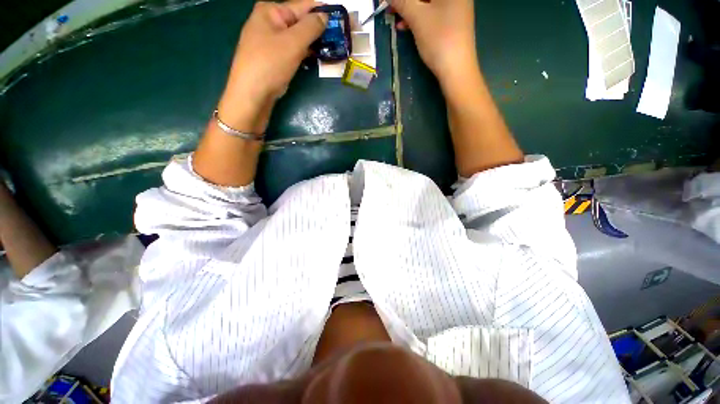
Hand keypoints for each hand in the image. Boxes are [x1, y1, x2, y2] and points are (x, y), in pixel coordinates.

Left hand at [218, 0, 326, 129]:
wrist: (252, 93)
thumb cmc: (270, 64)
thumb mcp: (293, 42)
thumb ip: (311, 27)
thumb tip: (325, 16)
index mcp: (271, 11)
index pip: (302, 5)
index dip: (322, 12)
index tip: (340, 20)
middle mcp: (270, 22)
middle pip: (300, 21)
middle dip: (318, 30)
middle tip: (338, 39)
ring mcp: (271, 41)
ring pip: (298, 38)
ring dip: (313, 43)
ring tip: (332, 48)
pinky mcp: (274, 57)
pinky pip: (293, 50)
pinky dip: (305, 53)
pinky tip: (316, 57)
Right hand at [392, 0, 477, 85]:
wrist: (456, 69)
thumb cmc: (439, 39)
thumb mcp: (417, 18)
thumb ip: (402, 2)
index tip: (389, 2)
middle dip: (407, 1)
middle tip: (390, 8)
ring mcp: (455, 7)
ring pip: (427, 3)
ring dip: (410, 9)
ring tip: (394, 17)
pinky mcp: (451, 21)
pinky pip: (431, 13)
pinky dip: (418, 17)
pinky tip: (405, 26)